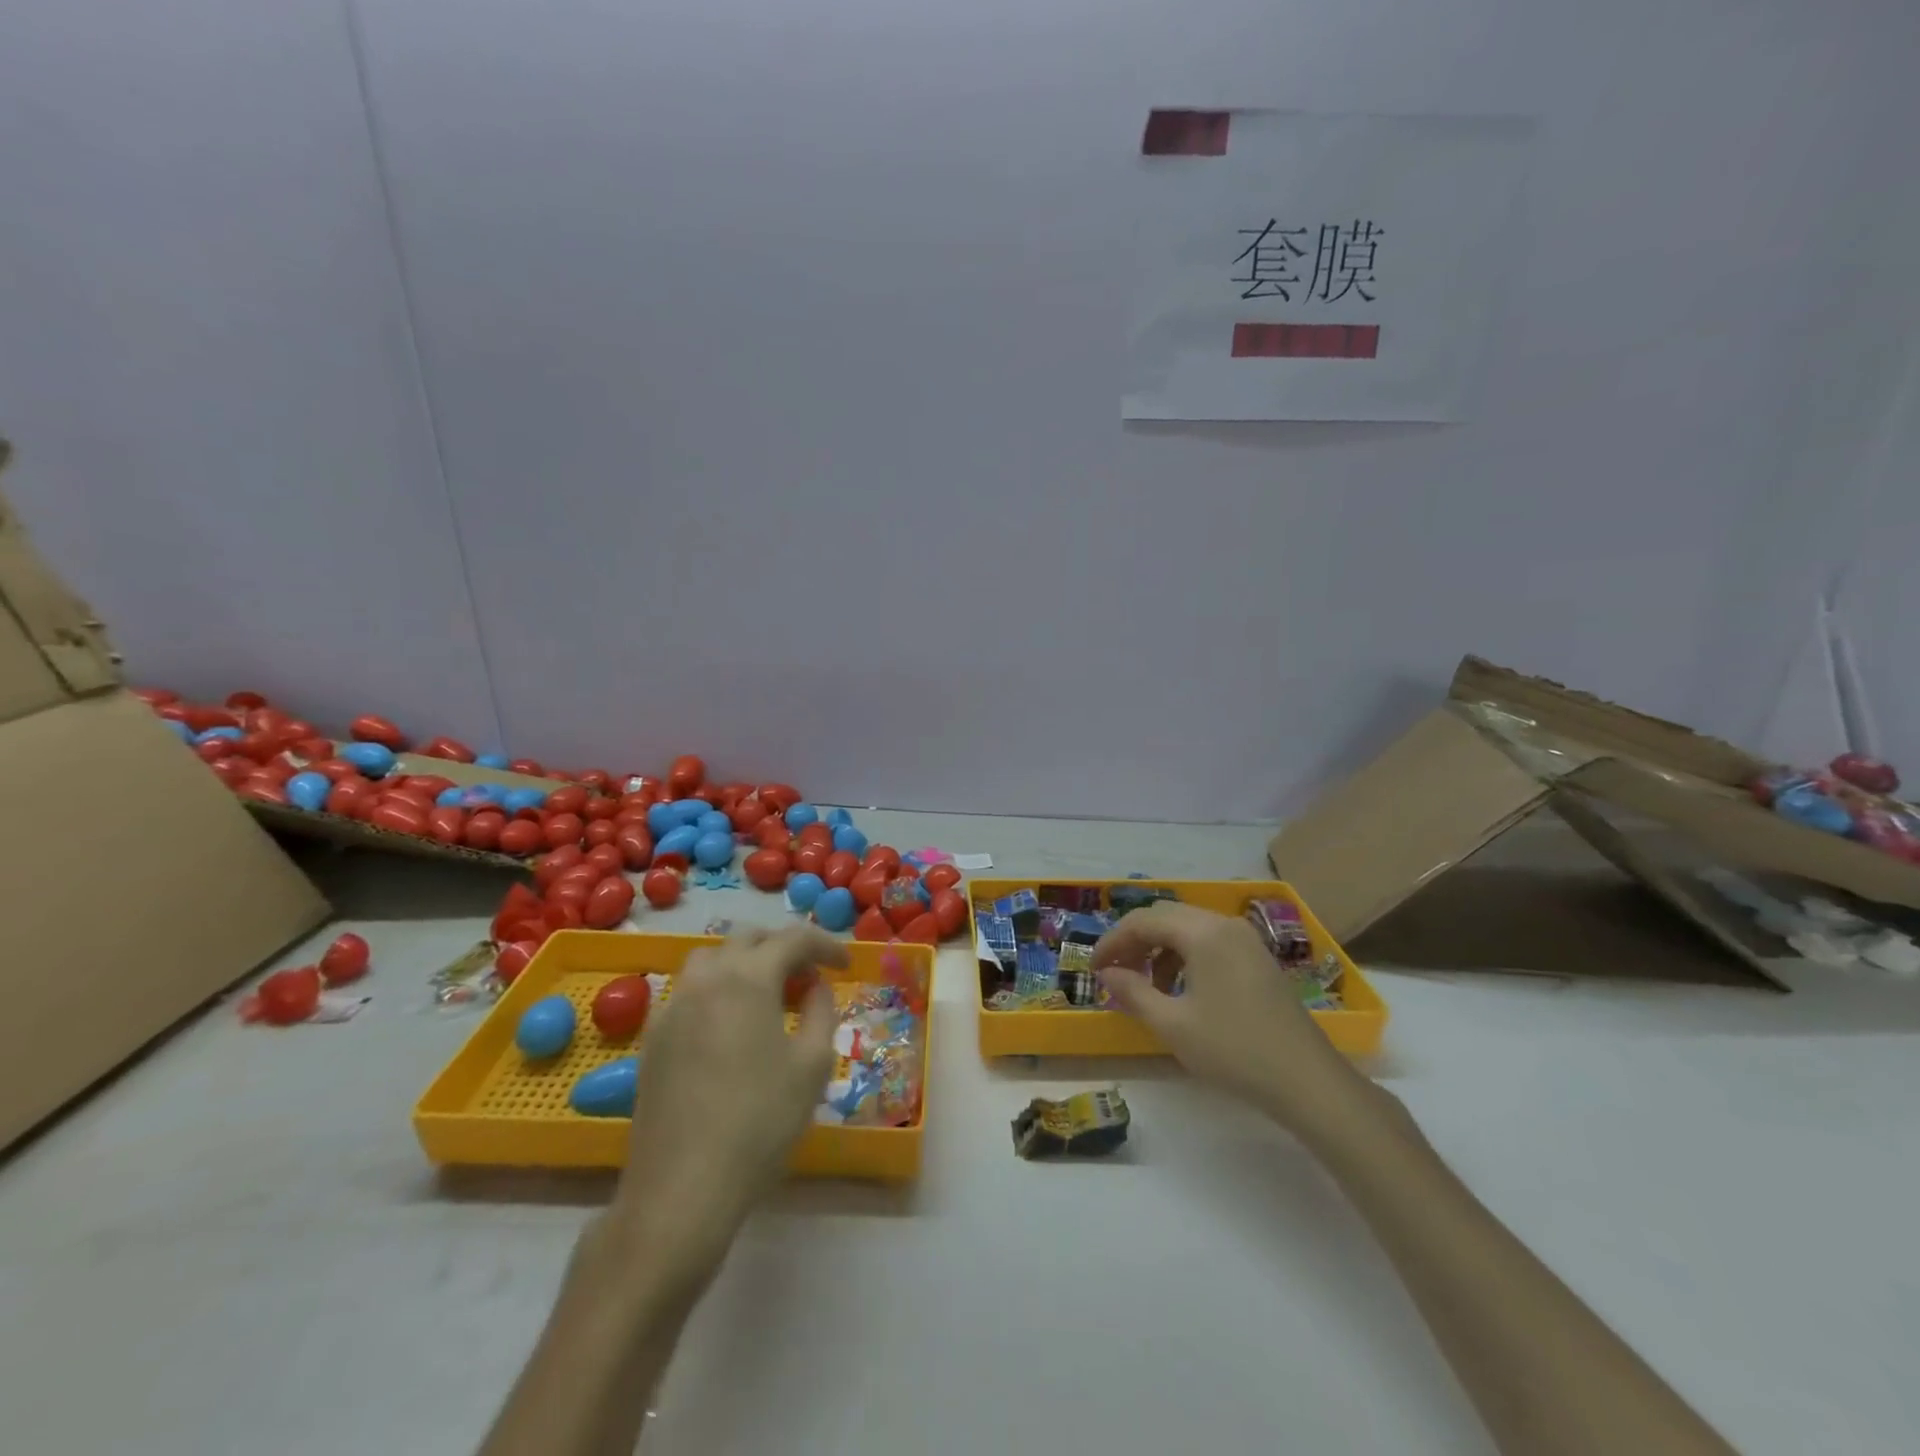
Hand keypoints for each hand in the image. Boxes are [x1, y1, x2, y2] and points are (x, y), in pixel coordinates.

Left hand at [602, 926, 845, 1276]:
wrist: (682, 1187)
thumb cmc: (760, 1121)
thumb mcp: (812, 1065)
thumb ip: (820, 1011)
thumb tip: (815, 986)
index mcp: (747, 977)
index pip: (793, 939)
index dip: (825, 945)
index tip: (846, 965)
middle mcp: (706, 978)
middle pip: (748, 939)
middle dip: (783, 948)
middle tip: (808, 976)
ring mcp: (673, 1005)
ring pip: (711, 958)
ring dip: (744, 963)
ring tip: (767, 994)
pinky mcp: (653, 1036)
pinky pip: (689, 990)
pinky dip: (717, 988)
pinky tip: (729, 1025)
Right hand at [1093, 902, 1369, 1136]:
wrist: (1307, 1081)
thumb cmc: (1234, 1050)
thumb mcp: (1172, 1025)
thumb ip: (1133, 992)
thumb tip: (1106, 973)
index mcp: (1203, 933)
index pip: (1143, 921)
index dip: (1112, 941)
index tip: (1093, 969)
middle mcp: (1224, 924)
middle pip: (1166, 917)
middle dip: (1134, 941)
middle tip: (1114, 973)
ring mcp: (1246, 940)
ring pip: (1188, 928)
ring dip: (1159, 949)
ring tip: (1146, 987)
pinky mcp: (1258, 958)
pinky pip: (1210, 942)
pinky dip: (1184, 956)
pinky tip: (1180, 990)